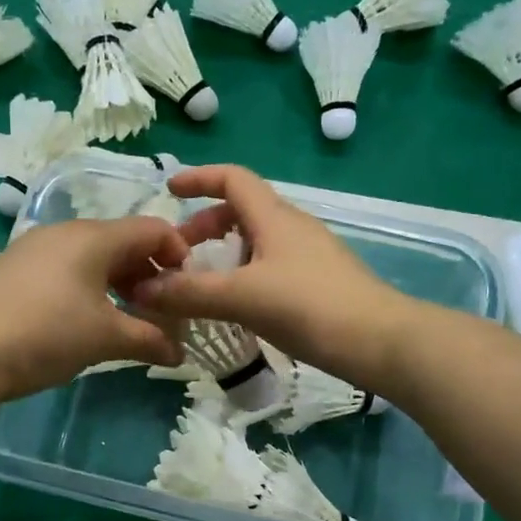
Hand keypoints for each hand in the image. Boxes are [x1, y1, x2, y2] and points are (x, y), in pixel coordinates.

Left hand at [0, 214, 188, 401]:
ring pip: (93, 256)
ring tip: (126, 319)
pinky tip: (85, 320)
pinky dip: (88, 287)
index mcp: (93, 237)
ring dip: (118, 283)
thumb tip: (179, 352)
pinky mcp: (16, 269)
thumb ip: (150, 339)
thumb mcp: (106, 338)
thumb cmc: (46, 335)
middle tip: (160, 310)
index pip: (152, 229)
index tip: (187, 290)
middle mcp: (65, 232)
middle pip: (122, 241)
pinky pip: (66, 268)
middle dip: (149, 273)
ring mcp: (35, 248)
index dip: (179, 254)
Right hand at [128, 164, 414, 385]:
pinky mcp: (319, 282)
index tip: (169, 190)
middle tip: (179, 255)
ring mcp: (310, 255)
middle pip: (242, 210)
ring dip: (225, 253)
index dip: (199, 178)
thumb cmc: (309, 307)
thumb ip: (190, 293)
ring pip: (257, 240)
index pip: (232, 178)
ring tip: (203, 284)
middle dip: (205, 226)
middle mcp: (292, 227)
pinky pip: (271, 265)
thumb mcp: (242, 298)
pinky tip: (238, 306)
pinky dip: (245, 273)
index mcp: (274, 217)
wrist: (379, 342)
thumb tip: (140, 290)